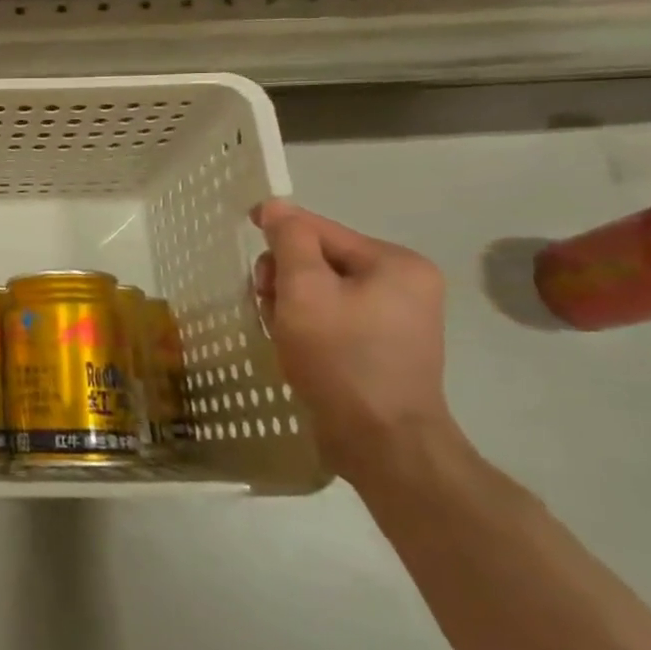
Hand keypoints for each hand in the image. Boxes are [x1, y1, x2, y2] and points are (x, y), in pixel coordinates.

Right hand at [252, 199, 453, 486]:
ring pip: (323, 291)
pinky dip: (309, 324)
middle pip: (322, 260)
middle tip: (268, 304)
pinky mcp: (385, 348)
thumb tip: (276, 206)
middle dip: (286, 276)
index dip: (279, 230)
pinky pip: (335, 317)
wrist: (382, 444)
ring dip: (292, 303)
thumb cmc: (340, 358)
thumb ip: (289, 241)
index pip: (321, 231)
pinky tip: (296, 345)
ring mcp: (399, 319)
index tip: (245, 231)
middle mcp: (406, 284)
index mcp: (395, 263)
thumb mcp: (304, 290)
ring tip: (281, 331)